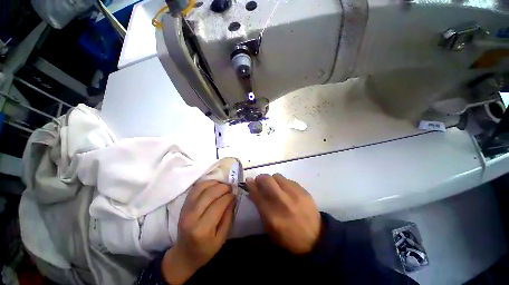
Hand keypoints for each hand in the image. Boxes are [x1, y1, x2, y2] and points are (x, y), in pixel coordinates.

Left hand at [162, 181, 234, 283]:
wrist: (184, 254)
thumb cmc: (205, 250)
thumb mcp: (221, 238)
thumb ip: (228, 217)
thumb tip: (233, 198)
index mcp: (202, 229)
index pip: (218, 204)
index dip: (228, 196)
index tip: (234, 194)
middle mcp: (192, 217)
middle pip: (209, 194)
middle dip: (223, 187)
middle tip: (230, 187)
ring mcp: (185, 209)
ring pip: (201, 188)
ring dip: (215, 183)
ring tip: (223, 185)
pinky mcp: (183, 205)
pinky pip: (195, 188)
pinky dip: (206, 183)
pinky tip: (213, 185)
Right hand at [247, 174, 320, 254]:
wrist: (315, 239)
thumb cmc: (288, 238)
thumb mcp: (269, 229)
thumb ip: (259, 208)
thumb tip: (252, 192)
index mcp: (271, 215)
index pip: (257, 194)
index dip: (250, 185)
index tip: (248, 181)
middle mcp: (282, 201)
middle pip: (266, 179)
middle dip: (260, 178)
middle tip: (260, 182)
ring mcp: (294, 194)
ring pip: (277, 176)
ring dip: (272, 180)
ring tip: (274, 186)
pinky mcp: (303, 191)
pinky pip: (288, 180)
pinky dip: (283, 183)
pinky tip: (286, 190)